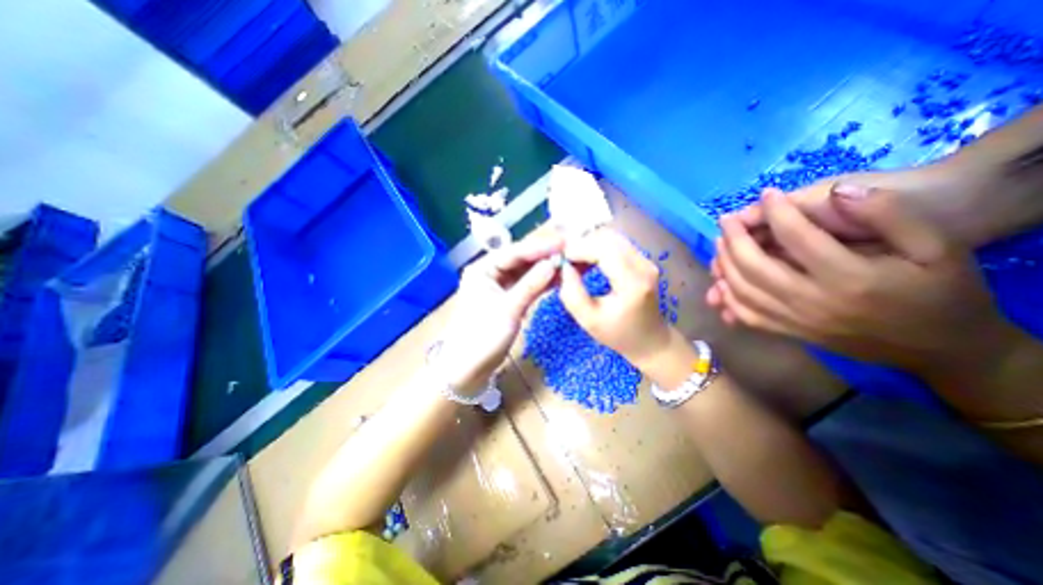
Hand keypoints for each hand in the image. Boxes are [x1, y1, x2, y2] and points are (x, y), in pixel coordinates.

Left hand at [437, 229, 567, 392]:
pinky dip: (542, 283)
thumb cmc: (482, 336)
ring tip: (570, 262)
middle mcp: (490, 272)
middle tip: (571, 250)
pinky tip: (559, 278)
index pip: (515, 253)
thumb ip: (531, 285)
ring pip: (526, 273)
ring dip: (546, 269)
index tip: (564, 243)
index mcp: (482, 269)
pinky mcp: (508, 299)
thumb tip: (554, 263)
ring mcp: (500, 286)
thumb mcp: (508, 309)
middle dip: (545, 256)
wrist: (469, 368)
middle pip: (522, 260)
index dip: (540, 247)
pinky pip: (527, 286)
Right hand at [559, 229, 671, 368]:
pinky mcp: (643, 260)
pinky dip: (599, 248)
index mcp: (632, 283)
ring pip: (613, 238)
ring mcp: (646, 261)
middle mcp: (644, 266)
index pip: (605, 250)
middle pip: (609, 239)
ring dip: (590, 245)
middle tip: (565, 259)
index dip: (580, 249)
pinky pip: (617, 244)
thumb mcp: (588, 320)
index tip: (561, 258)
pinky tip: (588, 261)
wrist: (650, 340)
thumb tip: (564, 267)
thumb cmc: (619, 334)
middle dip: (583, 244)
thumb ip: (572, 294)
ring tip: (574, 261)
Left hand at [710, 185, 1010, 375]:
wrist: (940, 348)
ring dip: (724, 264)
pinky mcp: (787, 332)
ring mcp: (794, 320)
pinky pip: (745, 314)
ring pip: (742, 291)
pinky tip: (720, 279)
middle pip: (754, 267)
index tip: (766, 194)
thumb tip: (838, 192)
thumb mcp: (936, 246)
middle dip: (734, 239)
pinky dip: (727, 296)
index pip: (797, 237)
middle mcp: (812, 301)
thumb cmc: (941, 292)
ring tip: (720, 243)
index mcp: (850, 277)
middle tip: (726, 219)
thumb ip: (887, 215)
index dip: (777, 212)